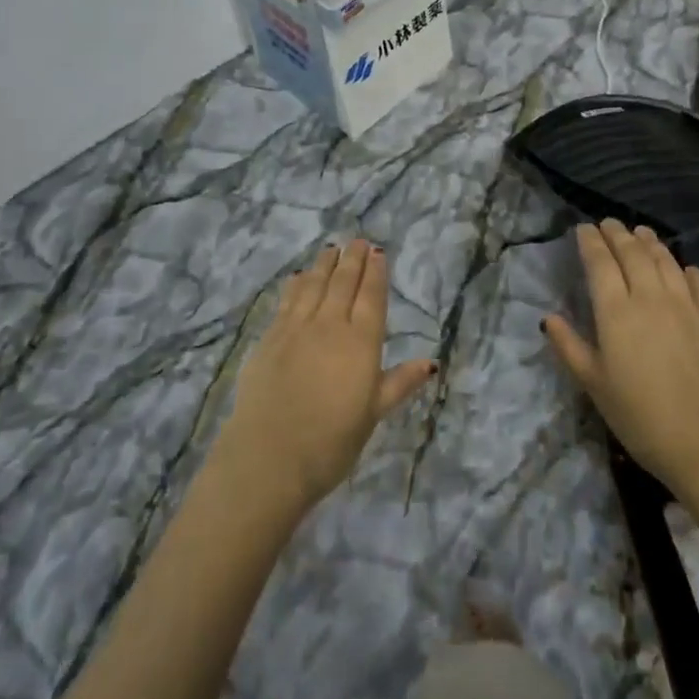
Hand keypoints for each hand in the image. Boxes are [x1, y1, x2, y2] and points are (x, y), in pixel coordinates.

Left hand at [214, 240, 435, 514]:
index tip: (377, 252)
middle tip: (357, 241)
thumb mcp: (372, 415)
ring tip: (331, 248)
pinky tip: (299, 277)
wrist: (269, 457)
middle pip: (343, 283)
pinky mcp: (270, 338)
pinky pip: (287, 301)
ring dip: (324, 264)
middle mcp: (330, 326)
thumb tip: (430, 362)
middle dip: (352, 260)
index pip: (371, 297)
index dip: (375, 273)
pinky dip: (296, 285)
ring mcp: (296, 329)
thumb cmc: (330, 442)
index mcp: (361, 344)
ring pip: (314, 285)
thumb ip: (399, 383)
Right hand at [543, 220, 698, 510]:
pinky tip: (686, 268)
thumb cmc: (642, 418)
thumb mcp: (594, 386)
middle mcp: (651, 298)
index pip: (600, 263)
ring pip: (666, 262)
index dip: (590, 241)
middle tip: (608, 223)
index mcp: (616, 312)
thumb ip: (570, 347)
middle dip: (617, 234)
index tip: (583, 228)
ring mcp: (688, 306)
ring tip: (641, 233)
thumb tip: (549, 317)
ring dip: (651, 243)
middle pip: (633, 254)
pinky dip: (689, 270)